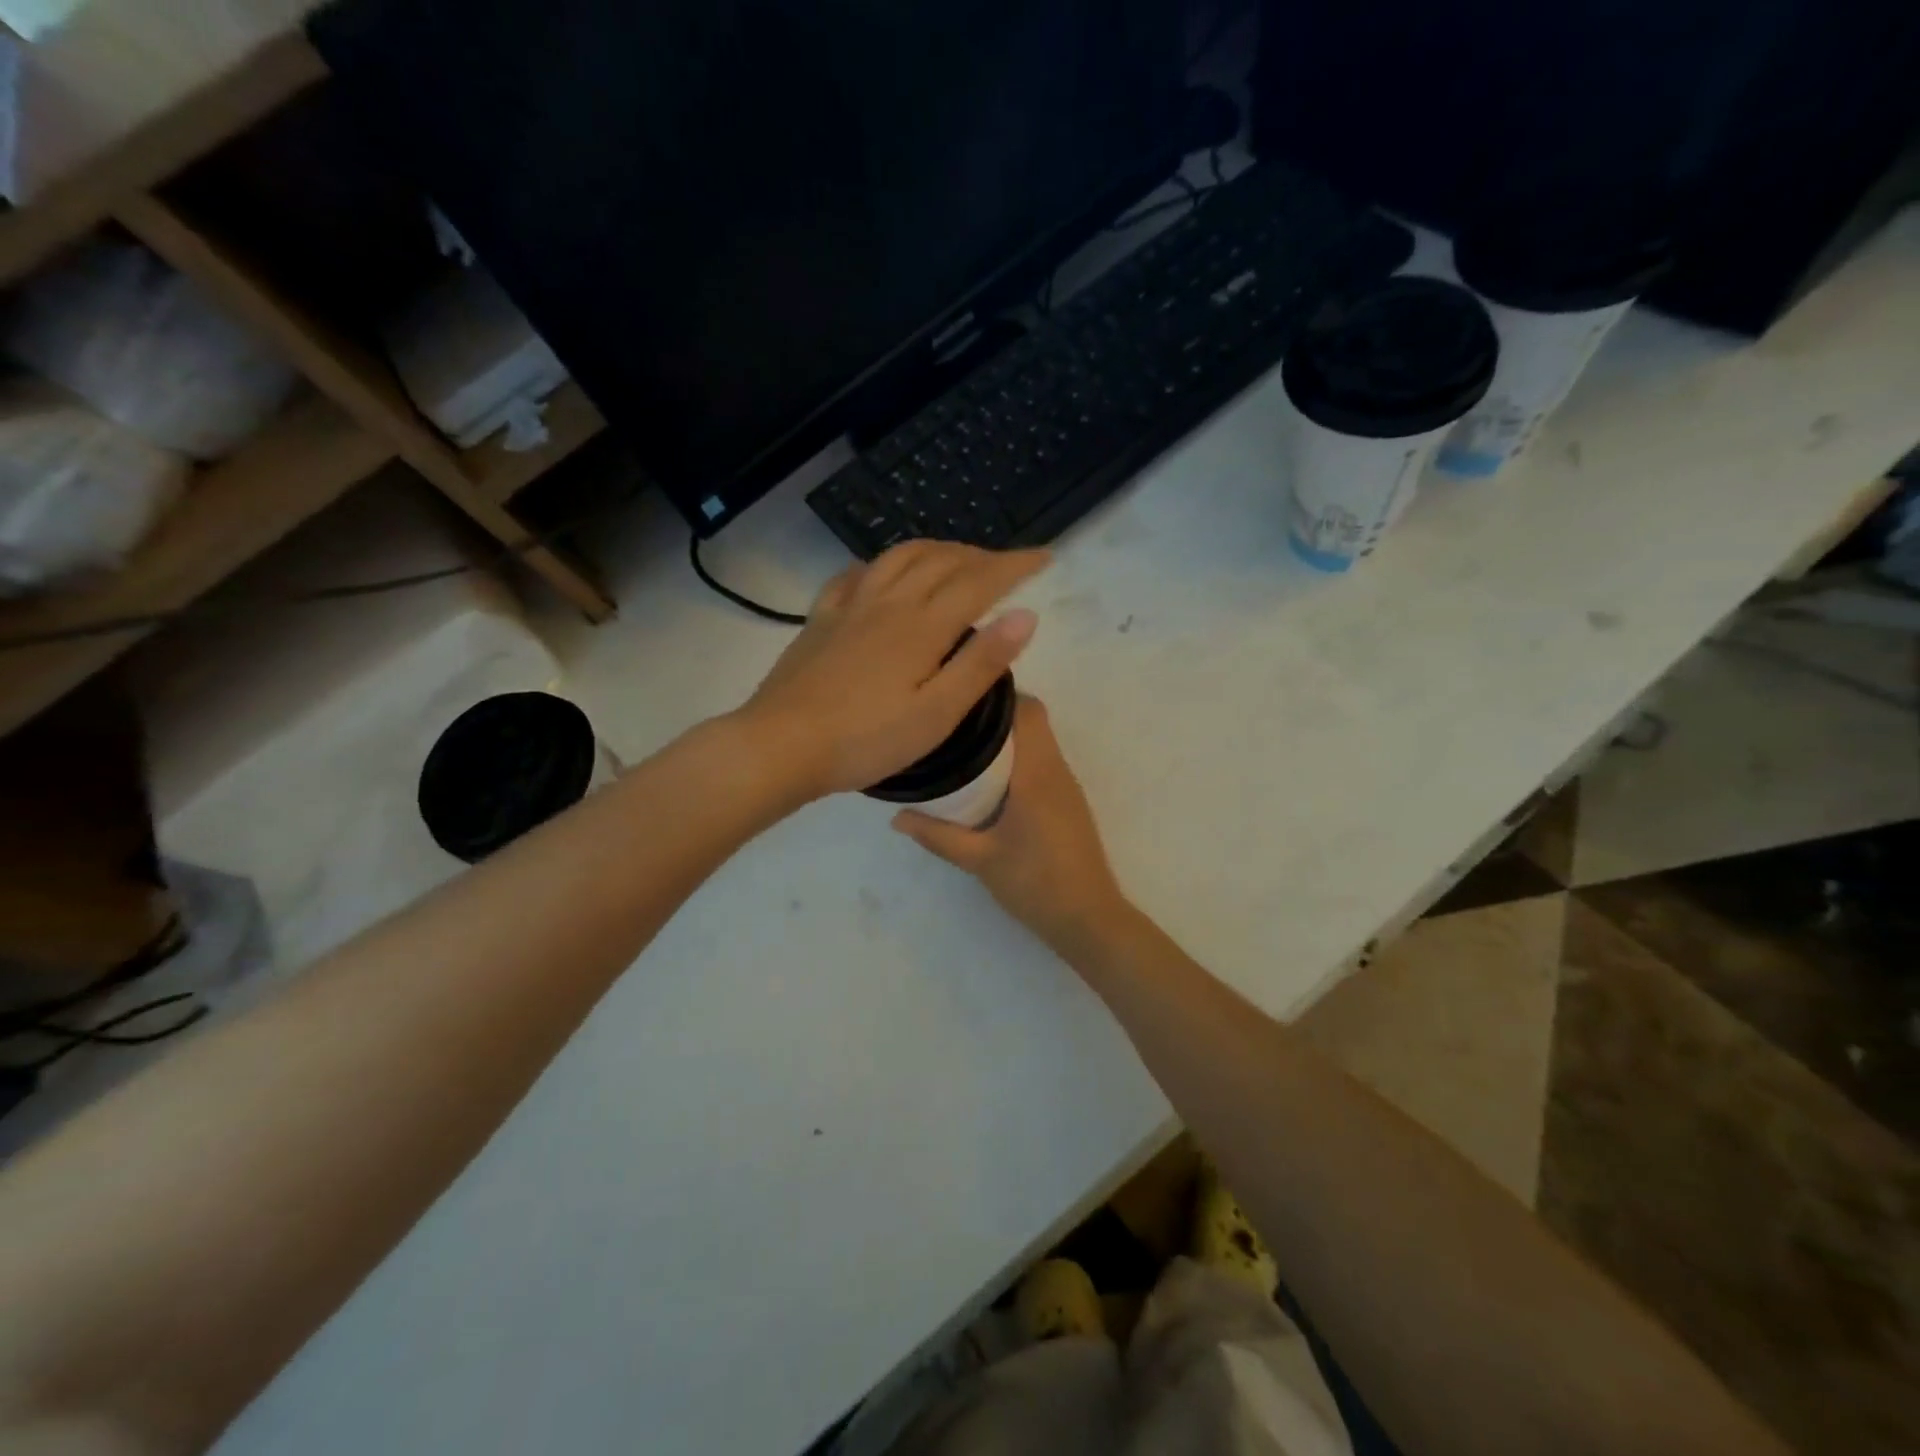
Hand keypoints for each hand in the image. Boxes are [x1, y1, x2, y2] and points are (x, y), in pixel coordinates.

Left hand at [740, 541, 1047, 799]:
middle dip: (980, 555)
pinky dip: (880, 564)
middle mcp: (888, 603)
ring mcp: (849, 607)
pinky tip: (881, 573)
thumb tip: (1026, 615)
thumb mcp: (937, 714)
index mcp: (922, 626)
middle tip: (1005, 565)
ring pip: (899, 558)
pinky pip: (853, 575)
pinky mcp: (820, 620)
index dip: (1014, 565)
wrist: (782, 746)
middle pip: (941, 561)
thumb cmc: (866, 740)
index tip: (1043, 557)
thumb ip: (982, 663)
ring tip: (954, 558)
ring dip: (935, 549)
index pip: (979, 581)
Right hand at [892, 695, 1129, 954]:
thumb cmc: (1035, 883)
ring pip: (1039, 741)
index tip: (961, 698)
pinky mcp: (1069, 803)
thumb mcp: (979, 860)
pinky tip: (989, 780)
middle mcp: (1056, 770)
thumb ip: (938, 835)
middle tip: (952, 723)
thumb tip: (896, 817)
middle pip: (1033, 720)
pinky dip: (1018, 758)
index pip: (1028, 711)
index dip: (998, 695)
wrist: (1088, 919)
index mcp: (1037, 773)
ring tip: (963, 746)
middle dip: (996, 714)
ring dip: (1008, 737)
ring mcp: (1067, 787)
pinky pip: (1043, 762)